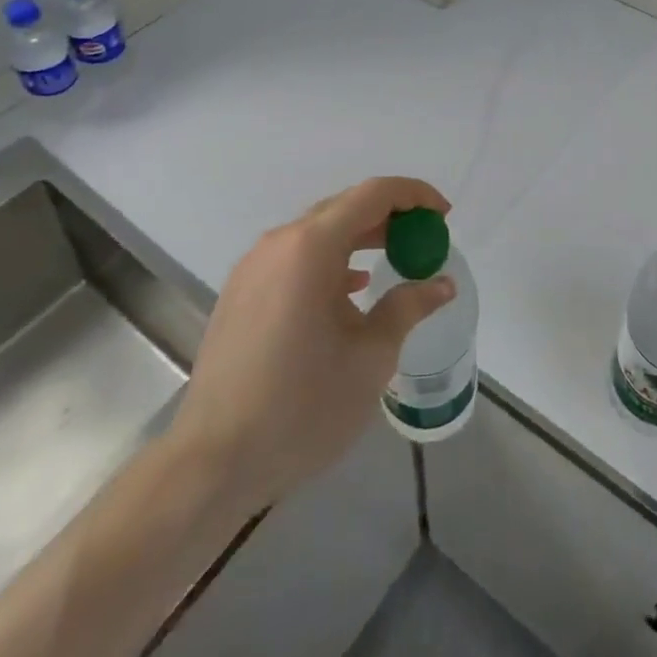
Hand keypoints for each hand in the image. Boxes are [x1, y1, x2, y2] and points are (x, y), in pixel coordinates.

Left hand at [166, 177, 454, 516]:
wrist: (213, 462)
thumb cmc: (302, 406)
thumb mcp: (371, 358)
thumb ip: (408, 308)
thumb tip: (443, 283)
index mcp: (311, 248)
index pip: (372, 194)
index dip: (414, 196)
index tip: (443, 216)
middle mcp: (279, 243)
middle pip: (344, 207)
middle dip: (390, 216)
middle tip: (425, 239)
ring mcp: (254, 267)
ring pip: (318, 232)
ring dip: (360, 238)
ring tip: (395, 260)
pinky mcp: (241, 292)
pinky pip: (295, 257)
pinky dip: (331, 260)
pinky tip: (350, 290)